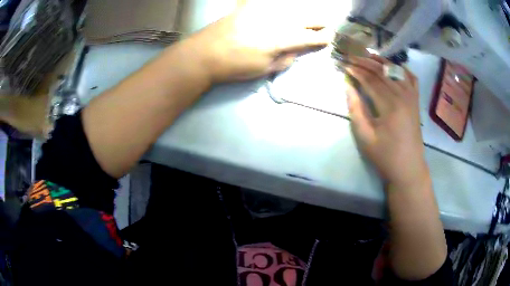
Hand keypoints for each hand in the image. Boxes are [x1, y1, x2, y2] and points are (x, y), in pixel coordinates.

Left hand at [183, 2, 331, 82]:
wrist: (205, 52)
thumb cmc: (235, 65)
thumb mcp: (265, 69)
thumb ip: (287, 58)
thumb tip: (297, 49)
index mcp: (283, 38)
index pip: (313, 36)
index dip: (325, 38)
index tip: (329, 39)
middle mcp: (279, 19)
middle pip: (309, 17)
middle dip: (320, 24)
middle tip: (322, 29)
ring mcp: (265, 9)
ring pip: (295, 8)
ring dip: (304, 15)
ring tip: (306, 22)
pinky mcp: (252, 5)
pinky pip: (274, 3)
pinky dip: (283, 8)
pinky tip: (283, 13)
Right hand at [345, 55, 427, 187]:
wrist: (408, 168)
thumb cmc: (385, 156)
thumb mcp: (365, 136)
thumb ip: (356, 109)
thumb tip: (348, 87)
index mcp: (390, 105)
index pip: (370, 80)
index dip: (356, 71)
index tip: (344, 65)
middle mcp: (403, 95)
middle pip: (382, 72)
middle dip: (365, 62)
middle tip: (351, 57)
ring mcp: (412, 97)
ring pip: (396, 71)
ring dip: (381, 62)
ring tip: (368, 56)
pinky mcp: (416, 101)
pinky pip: (412, 79)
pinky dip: (403, 69)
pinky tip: (395, 65)